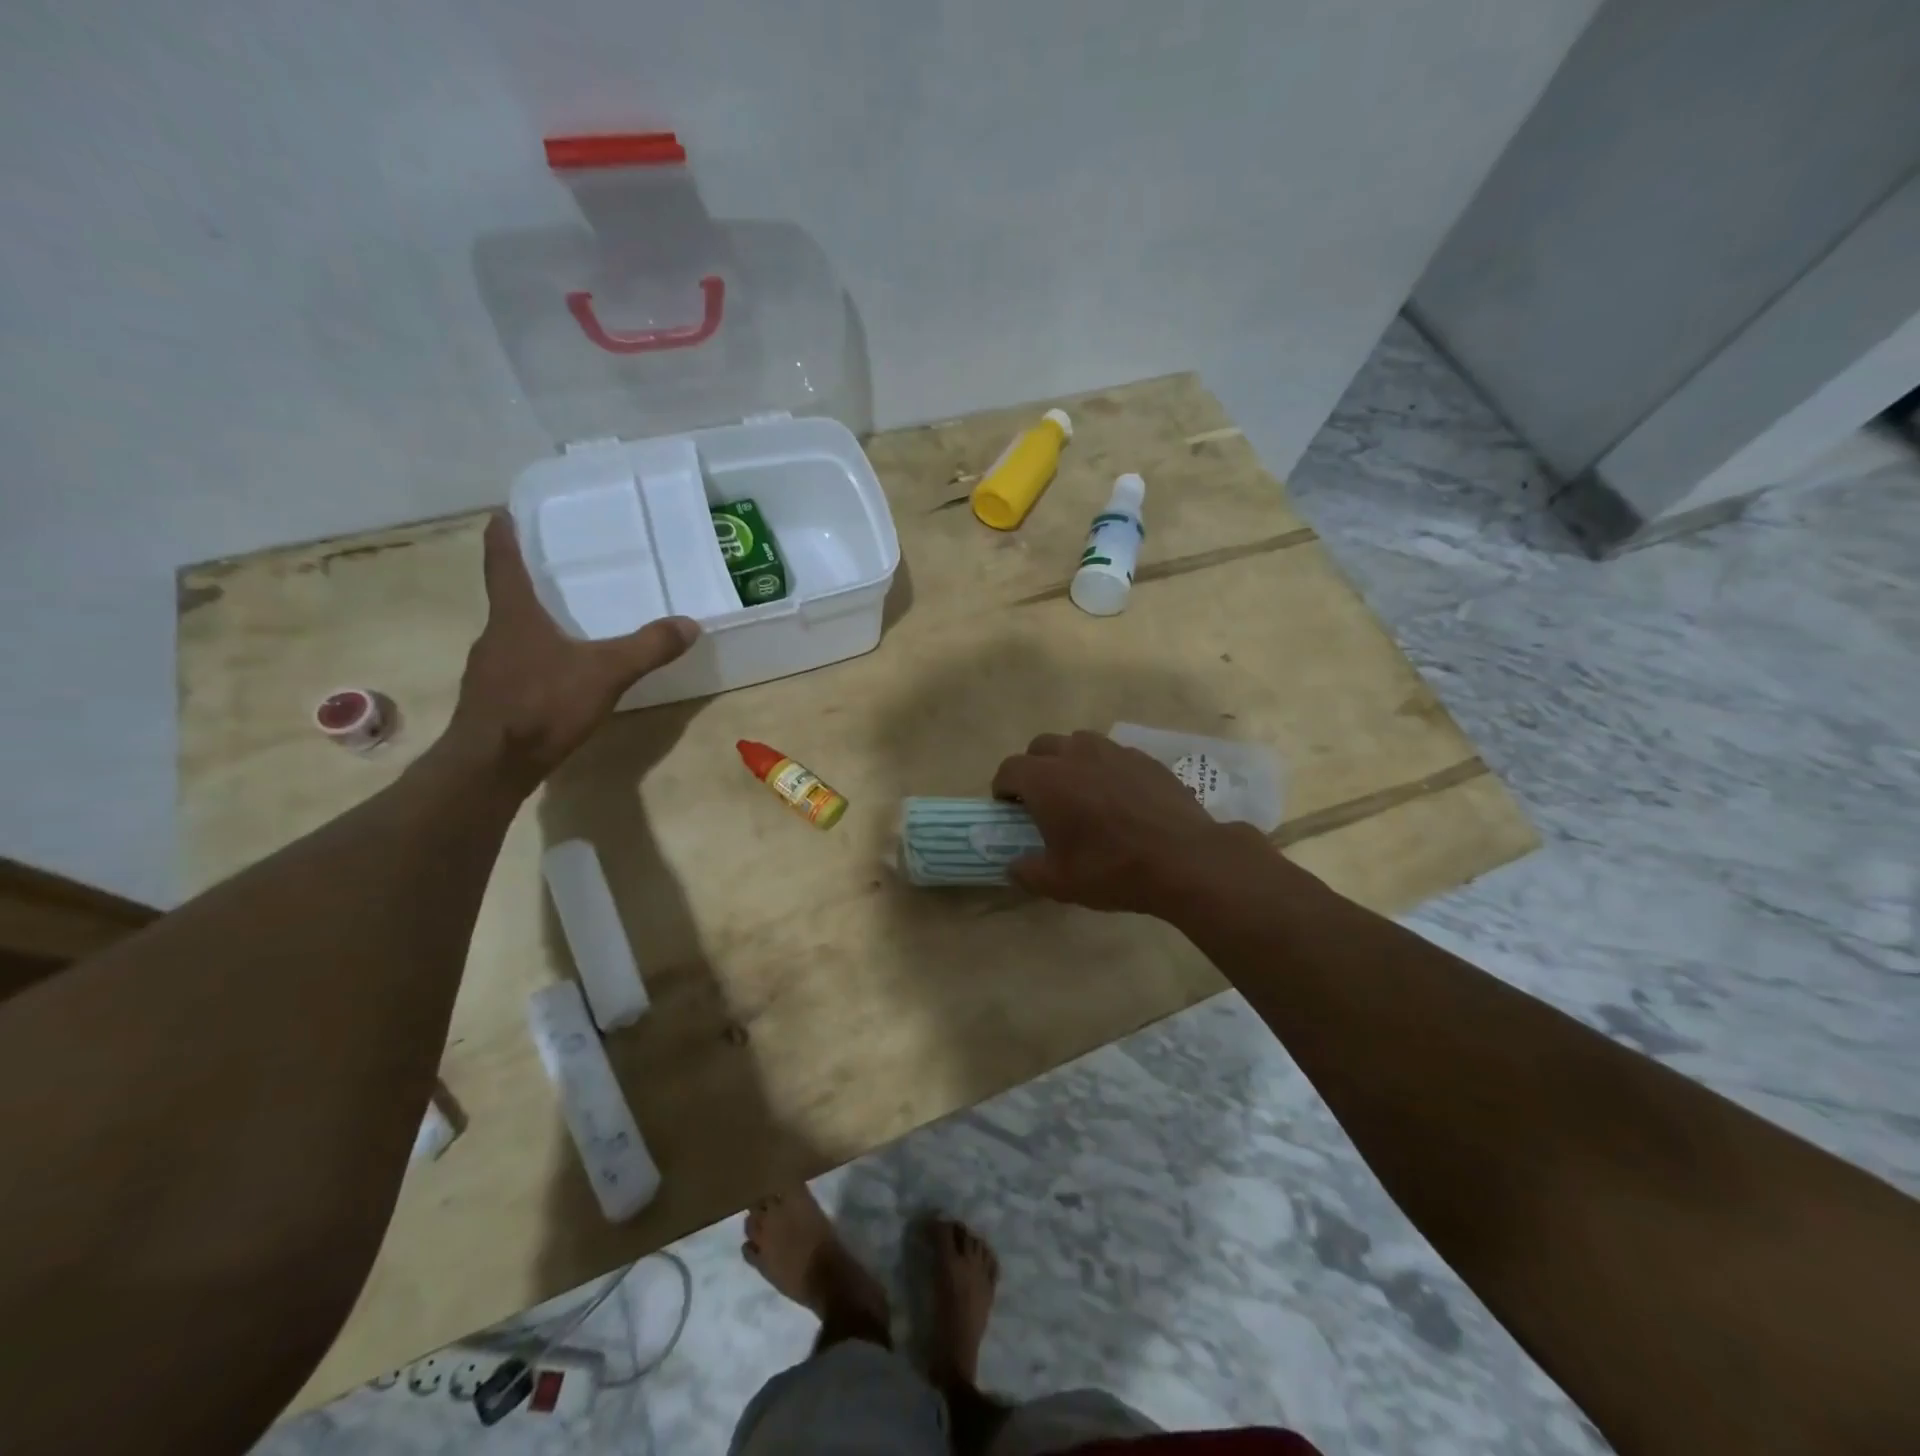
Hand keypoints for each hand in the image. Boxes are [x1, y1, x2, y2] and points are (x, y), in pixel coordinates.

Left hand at [446, 514, 698, 784]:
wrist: (492, 765)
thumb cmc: (542, 704)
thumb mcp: (606, 673)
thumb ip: (648, 648)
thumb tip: (689, 624)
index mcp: (514, 616)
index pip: (503, 563)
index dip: (504, 536)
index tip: (503, 513)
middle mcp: (495, 635)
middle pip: (508, 599)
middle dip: (530, 584)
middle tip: (556, 571)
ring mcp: (489, 670)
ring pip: (513, 636)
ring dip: (534, 625)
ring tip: (565, 623)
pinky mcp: (494, 700)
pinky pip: (518, 667)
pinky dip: (537, 661)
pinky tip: (559, 677)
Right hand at [992, 730, 1240, 913]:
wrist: (1185, 859)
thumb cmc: (1112, 869)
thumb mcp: (1059, 883)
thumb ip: (1026, 872)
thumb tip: (1014, 866)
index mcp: (1046, 780)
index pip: (1009, 769)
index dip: (1003, 789)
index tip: (1009, 810)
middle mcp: (1075, 754)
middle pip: (1040, 747)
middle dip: (1033, 769)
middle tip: (1043, 801)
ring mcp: (1113, 751)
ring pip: (1078, 743)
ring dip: (1069, 762)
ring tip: (1081, 794)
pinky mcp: (1144, 758)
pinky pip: (1112, 754)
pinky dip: (1104, 769)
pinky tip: (1118, 799)